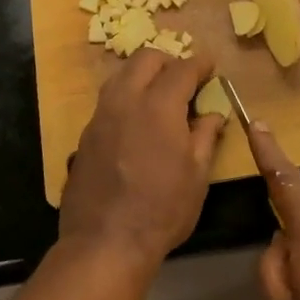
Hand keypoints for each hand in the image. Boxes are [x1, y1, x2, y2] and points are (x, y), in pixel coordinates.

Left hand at [60, 51, 225, 266]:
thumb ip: (205, 136)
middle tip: (184, 78)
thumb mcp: (196, 176)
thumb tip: (213, 113)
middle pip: (146, 59)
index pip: (182, 69)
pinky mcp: (86, 133)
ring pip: (121, 75)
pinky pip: (108, 99)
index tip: (210, 65)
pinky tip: (136, 118)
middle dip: (168, 61)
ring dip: (142, 74)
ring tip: (159, 93)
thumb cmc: (162, 210)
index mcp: (159, 106)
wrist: (105, 241)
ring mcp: (101, 115)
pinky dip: (126, 96)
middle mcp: (126, 100)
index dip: (200, 63)